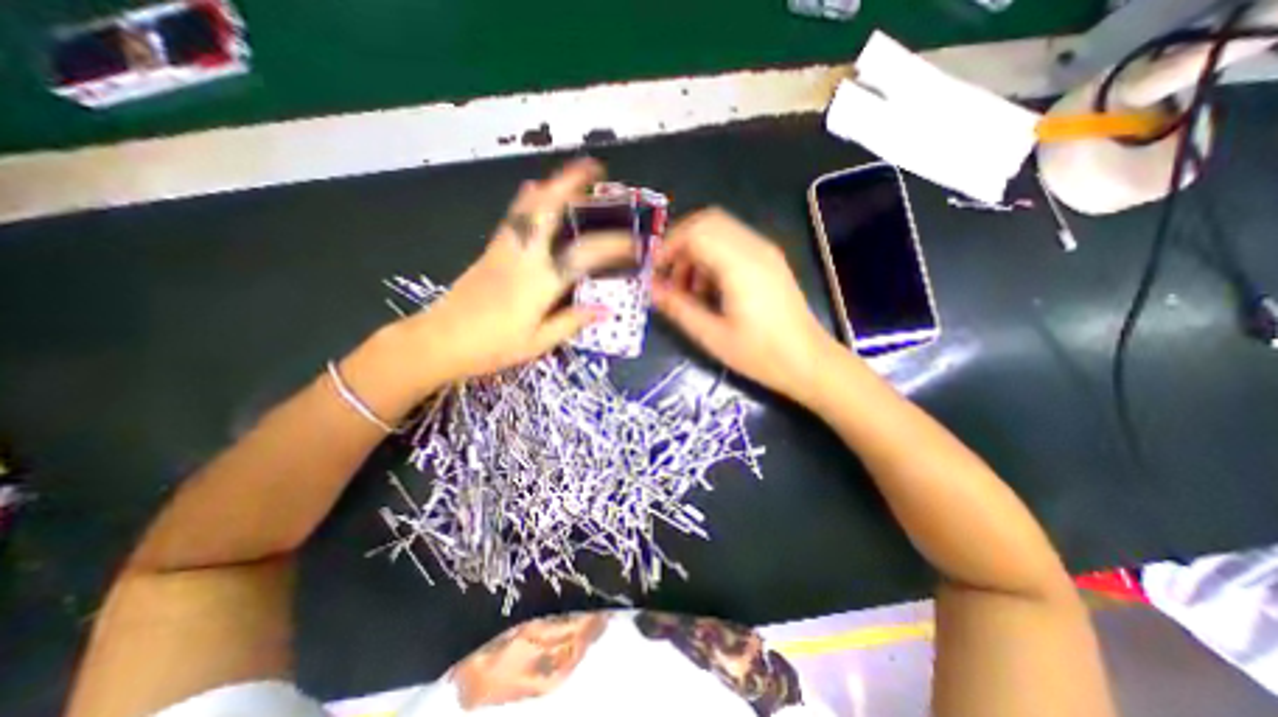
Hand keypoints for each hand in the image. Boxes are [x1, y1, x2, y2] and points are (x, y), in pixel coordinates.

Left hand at [388, 159, 626, 387]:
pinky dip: (528, 199)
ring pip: (528, 206)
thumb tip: (604, 310)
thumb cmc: (492, 347)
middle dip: (571, 183)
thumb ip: (571, 322)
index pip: (585, 255)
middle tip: (594, 168)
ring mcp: (504, 248)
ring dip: (552, 184)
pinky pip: (513, 216)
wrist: (440, 341)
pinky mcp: (491, 249)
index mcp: (540, 282)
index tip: (634, 243)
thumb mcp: (538, 342)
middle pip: (547, 209)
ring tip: (571, 174)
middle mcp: (524, 256)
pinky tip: (535, 191)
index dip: (613, 246)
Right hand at [654, 206, 844, 404]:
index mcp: (740, 264)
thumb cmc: (760, 354)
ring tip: (686, 289)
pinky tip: (708, 290)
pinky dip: (712, 257)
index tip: (652, 272)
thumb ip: (678, 307)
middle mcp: (755, 248)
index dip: (667, 247)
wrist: (809, 362)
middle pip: (707, 222)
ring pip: (720, 231)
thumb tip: (650, 288)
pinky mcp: (769, 261)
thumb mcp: (712, 336)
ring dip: (696, 251)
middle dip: (680, 244)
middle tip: (667, 275)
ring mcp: (765, 252)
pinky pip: (733, 244)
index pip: (695, 232)